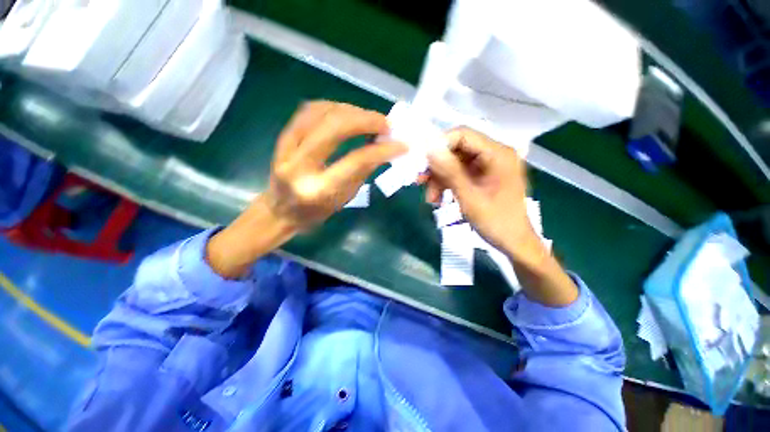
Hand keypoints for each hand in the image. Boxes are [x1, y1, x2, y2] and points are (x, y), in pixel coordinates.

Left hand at [207, 101, 406, 278]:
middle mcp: (299, 165)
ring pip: (321, 112)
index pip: (355, 160)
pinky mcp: (282, 137)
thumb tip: (383, 149)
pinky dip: (333, 107)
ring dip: (351, 110)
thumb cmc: (316, 212)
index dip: (382, 149)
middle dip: (365, 119)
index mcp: (319, 189)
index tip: (401, 144)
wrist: (279, 211)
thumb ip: (363, 172)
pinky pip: (309, 111)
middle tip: (386, 123)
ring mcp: (286, 148)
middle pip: (334, 127)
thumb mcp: (344, 198)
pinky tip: (347, 113)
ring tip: (369, 119)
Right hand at [422, 127, 577, 305]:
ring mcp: (489, 166)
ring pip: (455, 163)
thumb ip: (449, 171)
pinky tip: (438, 198)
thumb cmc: (496, 222)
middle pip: (457, 149)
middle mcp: (495, 154)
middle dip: (437, 166)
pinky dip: (447, 184)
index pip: (463, 135)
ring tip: (430, 198)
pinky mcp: (484, 176)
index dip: (439, 145)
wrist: (514, 243)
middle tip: (420, 181)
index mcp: (498, 154)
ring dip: (440, 178)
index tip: (422, 162)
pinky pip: (460, 174)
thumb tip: (429, 149)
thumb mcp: (469, 197)